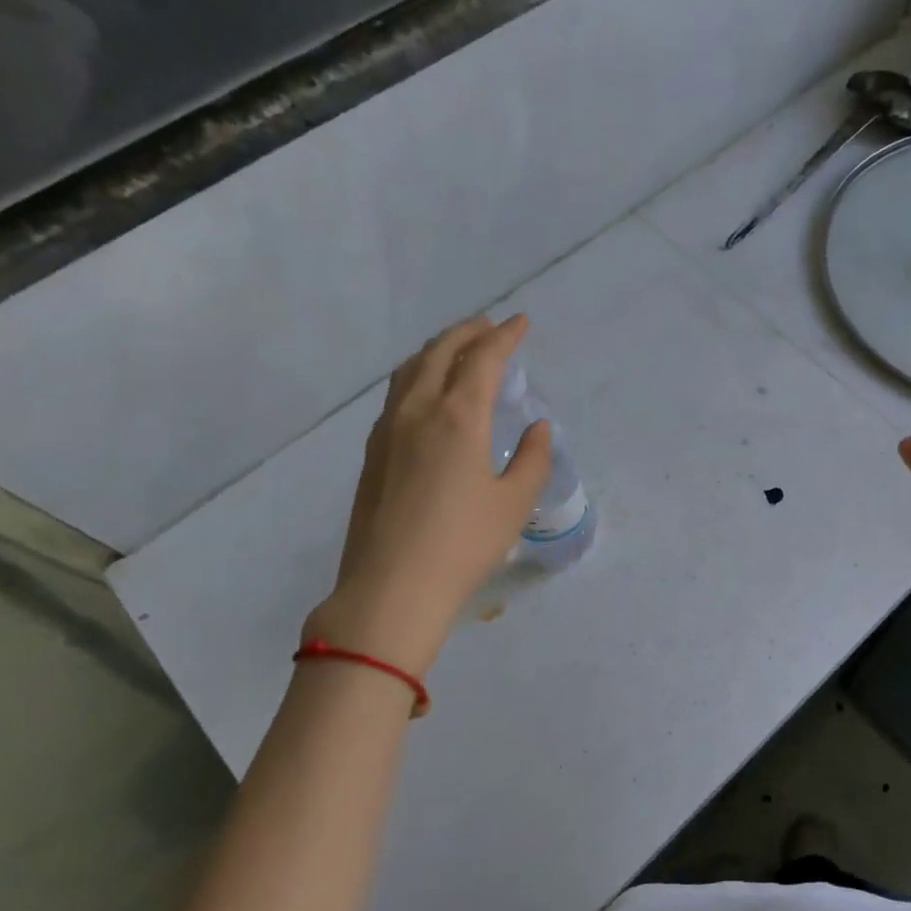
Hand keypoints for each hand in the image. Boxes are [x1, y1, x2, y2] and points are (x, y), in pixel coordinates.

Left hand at [304, 314, 552, 671]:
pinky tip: (428, 393)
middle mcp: (417, 411)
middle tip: (491, 326)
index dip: (505, 336)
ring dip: (437, 349)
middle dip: (468, 332)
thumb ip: (532, 458)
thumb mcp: (514, 503)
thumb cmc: (463, 545)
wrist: (391, 588)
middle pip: (439, 352)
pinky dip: (418, 374)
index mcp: (457, 417)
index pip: (483, 359)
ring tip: (458, 349)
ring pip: (410, 369)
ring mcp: (387, 430)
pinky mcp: (373, 452)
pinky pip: (397, 393)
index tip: (522, 322)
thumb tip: (536, 427)